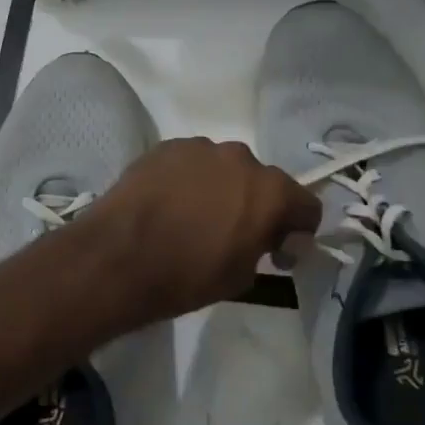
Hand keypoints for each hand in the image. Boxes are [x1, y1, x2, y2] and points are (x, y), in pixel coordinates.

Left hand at [73, 138, 320, 327]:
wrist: (117, 258)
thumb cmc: (186, 276)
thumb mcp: (241, 277)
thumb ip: (264, 249)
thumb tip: (266, 238)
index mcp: (270, 191)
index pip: (306, 205)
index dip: (297, 232)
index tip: (277, 254)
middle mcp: (241, 158)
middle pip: (263, 182)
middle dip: (256, 206)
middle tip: (233, 234)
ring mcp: (200, 147)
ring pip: (223, 168)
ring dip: (220, 189)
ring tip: (193, 217)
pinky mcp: (165, 147)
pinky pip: (190, 164)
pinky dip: (188, 181)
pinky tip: (167, 204)